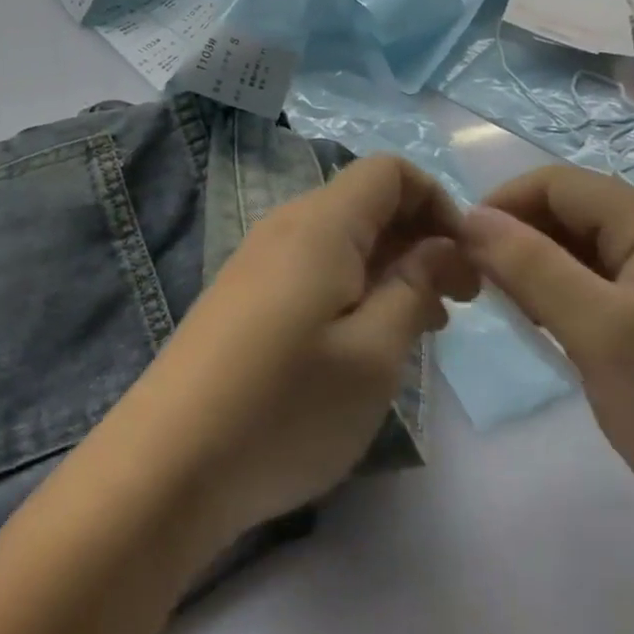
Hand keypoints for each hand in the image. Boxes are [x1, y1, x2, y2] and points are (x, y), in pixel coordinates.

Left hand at [117, 155, 477, 548]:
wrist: (168, 462)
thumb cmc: (285, 405)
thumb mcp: (373, 354)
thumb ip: (414, 288)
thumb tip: (440, 245)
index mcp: (321, 223)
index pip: (388, 171)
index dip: (437, 201)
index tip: (465, 261)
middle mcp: (287, 225)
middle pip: (366, 203)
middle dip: (419, 238)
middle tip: (458, 303)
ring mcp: (259, 259)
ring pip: (342, 239)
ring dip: (389, 267)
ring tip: (422, 327)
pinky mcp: (244, 294)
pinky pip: (313, 267)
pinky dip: (353, 287)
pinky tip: (365, 342)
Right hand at [459, 167, 633, 559]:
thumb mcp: (603, 336)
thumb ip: (532, 266)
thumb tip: (469, 217)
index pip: (556, 183)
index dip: (502, 206)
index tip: (462, 252)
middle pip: (569, 210)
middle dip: (518, 238)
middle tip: (481, 290)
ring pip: (582, 247)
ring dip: (539, 268)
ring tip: (512, 313)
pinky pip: (602, 281)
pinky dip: (566, 295)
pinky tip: (552, 331)